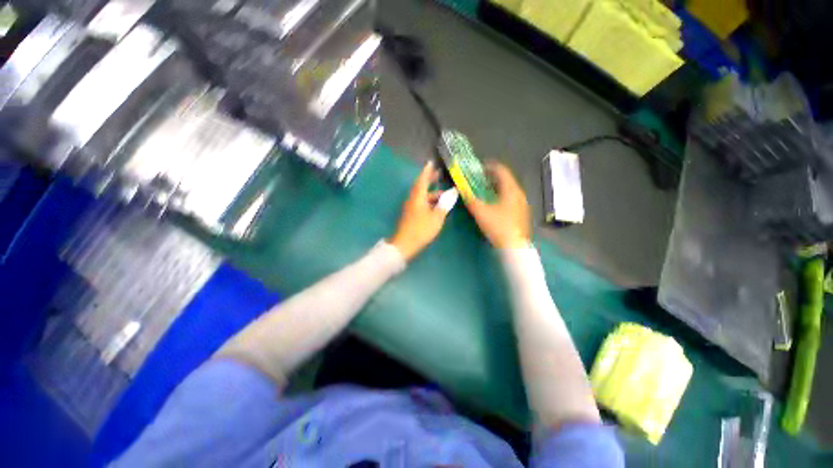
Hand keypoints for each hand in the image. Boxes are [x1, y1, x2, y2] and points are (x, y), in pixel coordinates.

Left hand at [390, 162, 454, 260]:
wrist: (404, 244)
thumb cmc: (421, 229)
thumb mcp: (436, 217)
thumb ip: (445, 204)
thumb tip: (453, 192)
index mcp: (418, 197)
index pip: (422, 179)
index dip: (427, 171)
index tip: (431, 162)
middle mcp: (413, 199)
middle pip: (421, 186)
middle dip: (429, 180)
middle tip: (438, 175)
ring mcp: (411, 207)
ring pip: (422, 196)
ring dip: (432, 193)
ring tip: (444, 194)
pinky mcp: (411, 215)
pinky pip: (421, 203)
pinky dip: (429, 201)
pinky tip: (437, 206)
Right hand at [464, 162, 530, 248]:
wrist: (515, 246)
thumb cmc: (498, 226)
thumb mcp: (481, 212)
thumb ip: (470, 200)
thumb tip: (462, 191)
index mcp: (511, 189)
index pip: (501, 170)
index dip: (489, 166)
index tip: (479, 168)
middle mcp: (519, 193)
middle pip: (505, 179)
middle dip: (491, 178)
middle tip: (478, 180)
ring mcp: (522, 204)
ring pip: (508, 190)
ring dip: (496, 188)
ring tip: (484, 191)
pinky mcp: (521, 213)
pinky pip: (510, 198)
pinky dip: (501, 196)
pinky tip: (493, 205)